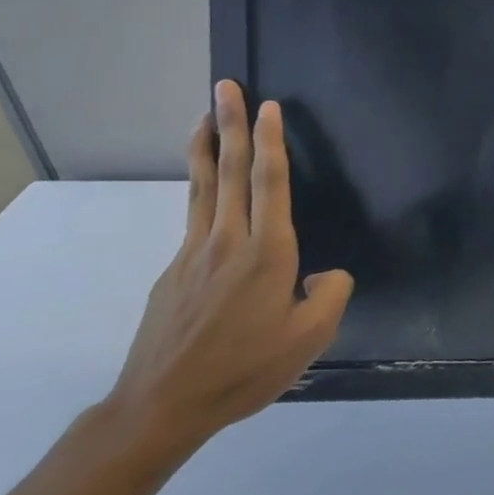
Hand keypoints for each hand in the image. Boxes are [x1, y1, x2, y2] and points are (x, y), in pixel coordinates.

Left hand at [102, 80, 353, 460]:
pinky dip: (201, 188)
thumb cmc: (244, 369)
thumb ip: (332, 293)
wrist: (161, 408)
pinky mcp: (173, 273)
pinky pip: (194, 217)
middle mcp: (227, 242)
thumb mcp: (311, 338)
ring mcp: (193, 255)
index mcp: (266, 253)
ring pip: (203, 188)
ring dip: (207, 147)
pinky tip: (210, 191)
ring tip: (206, 115)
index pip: (269, 183)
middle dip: (231, 125)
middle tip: (226, 86)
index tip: (269, 106)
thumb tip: (325, 272)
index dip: (271, 141)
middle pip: (229, 171)